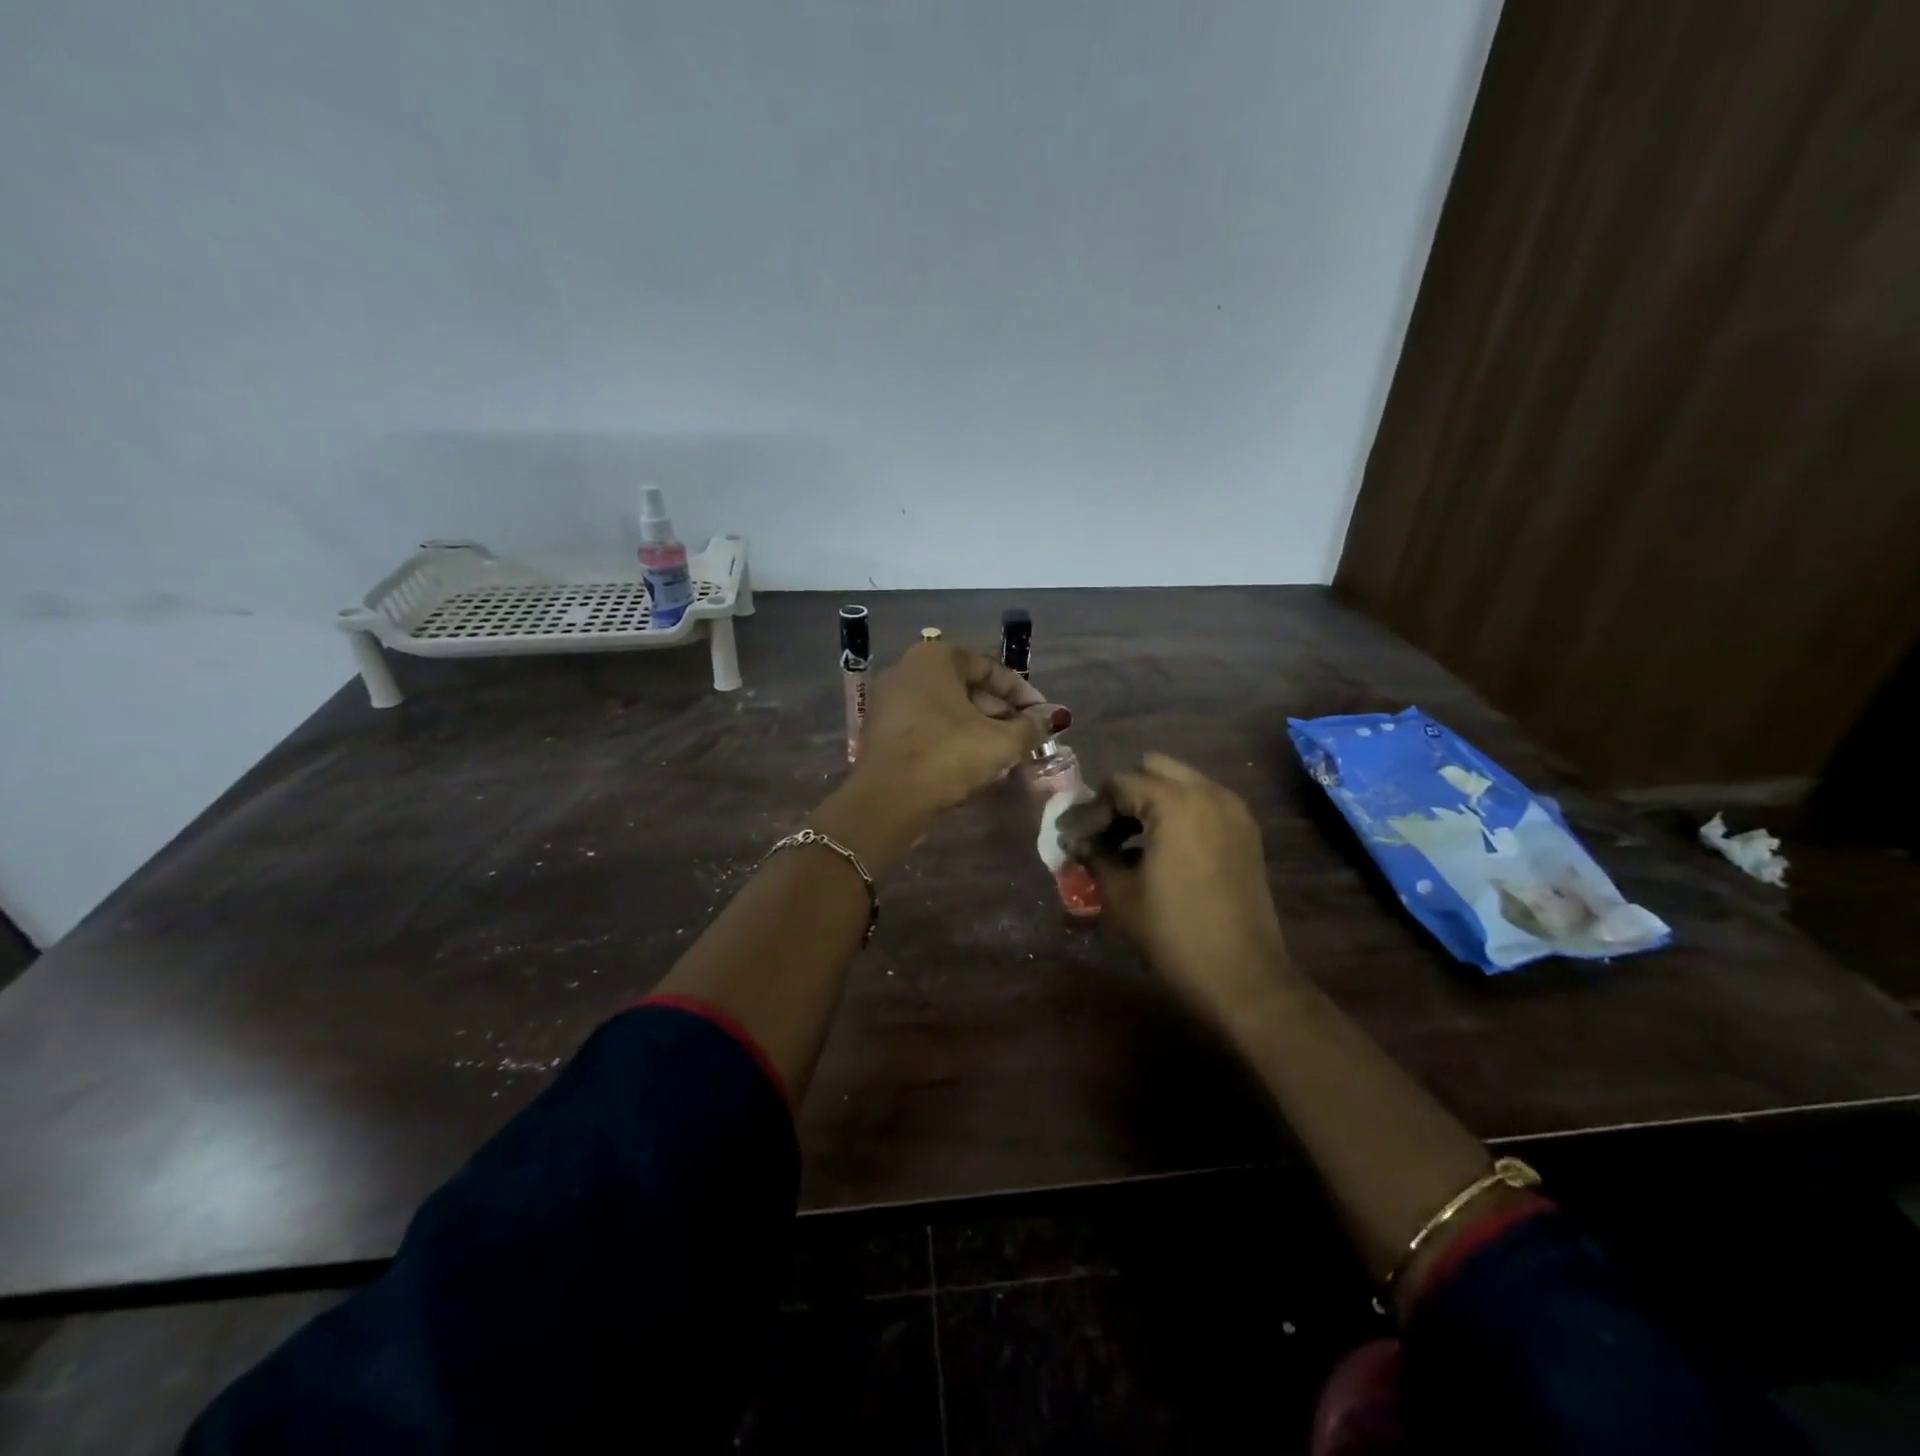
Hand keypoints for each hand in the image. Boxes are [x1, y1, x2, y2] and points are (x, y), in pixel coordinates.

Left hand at [854, 642, 1069, 820]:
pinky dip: (953, 740)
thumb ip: (1031, 726)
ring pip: (947, 710)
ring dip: (979, 729)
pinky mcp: (883, 731)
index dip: (1021, 693)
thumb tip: (1058, 716)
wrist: (887, 799)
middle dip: (1000, 713)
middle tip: (1025, 737)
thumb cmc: (946, 755)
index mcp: (934, 658)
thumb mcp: (999, 741)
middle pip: (966, 688)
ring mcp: (890, 701)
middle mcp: (907, 670)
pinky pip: (927, 727)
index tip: (1042, 716)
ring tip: (1006, 754)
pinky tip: (974, 764)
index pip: (988, 667)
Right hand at [1085, 754, 1294, 1018]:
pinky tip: (1162, 851)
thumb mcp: (1120, 895)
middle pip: (1153, 769)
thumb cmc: (1174, 933)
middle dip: (1125, 794)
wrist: (1244, 976)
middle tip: (1105, 831)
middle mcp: (1208, 793)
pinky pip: (1204, 803)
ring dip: (1152, 802)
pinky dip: (1179, 814)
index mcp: (1174, 802)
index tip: (1074, 837)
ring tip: (1130, 844)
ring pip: (1181, 783)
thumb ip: (1094, 856)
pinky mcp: (1246, 832)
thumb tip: (1076, 841)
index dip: (1092, 809)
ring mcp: (1233, 810)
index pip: (1119, 784)